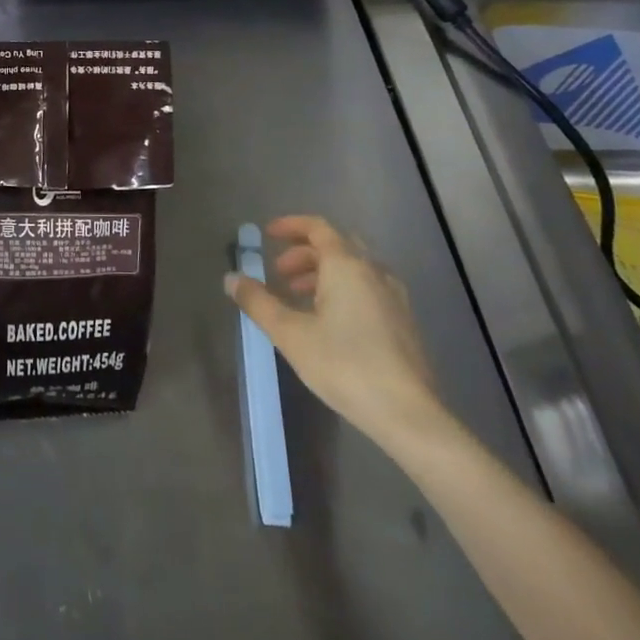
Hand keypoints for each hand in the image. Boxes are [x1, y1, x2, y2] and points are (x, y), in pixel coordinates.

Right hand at [225, 215, 447, 446]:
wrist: (407, 413)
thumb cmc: (344, 365)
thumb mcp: (290, 333)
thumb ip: (258, 302)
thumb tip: (231, 278)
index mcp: (347, 266)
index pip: (318, 228)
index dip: (291, 226)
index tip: (268, 234)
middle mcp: (374, 272)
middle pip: (337, 246)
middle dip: (304, 253)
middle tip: (279, 273)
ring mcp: (394, 297)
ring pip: (354, 269)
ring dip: (323, 273)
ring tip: (299, 298)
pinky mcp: (403, 322)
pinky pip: (368, 288)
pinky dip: (343, 290)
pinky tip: (330, 322)